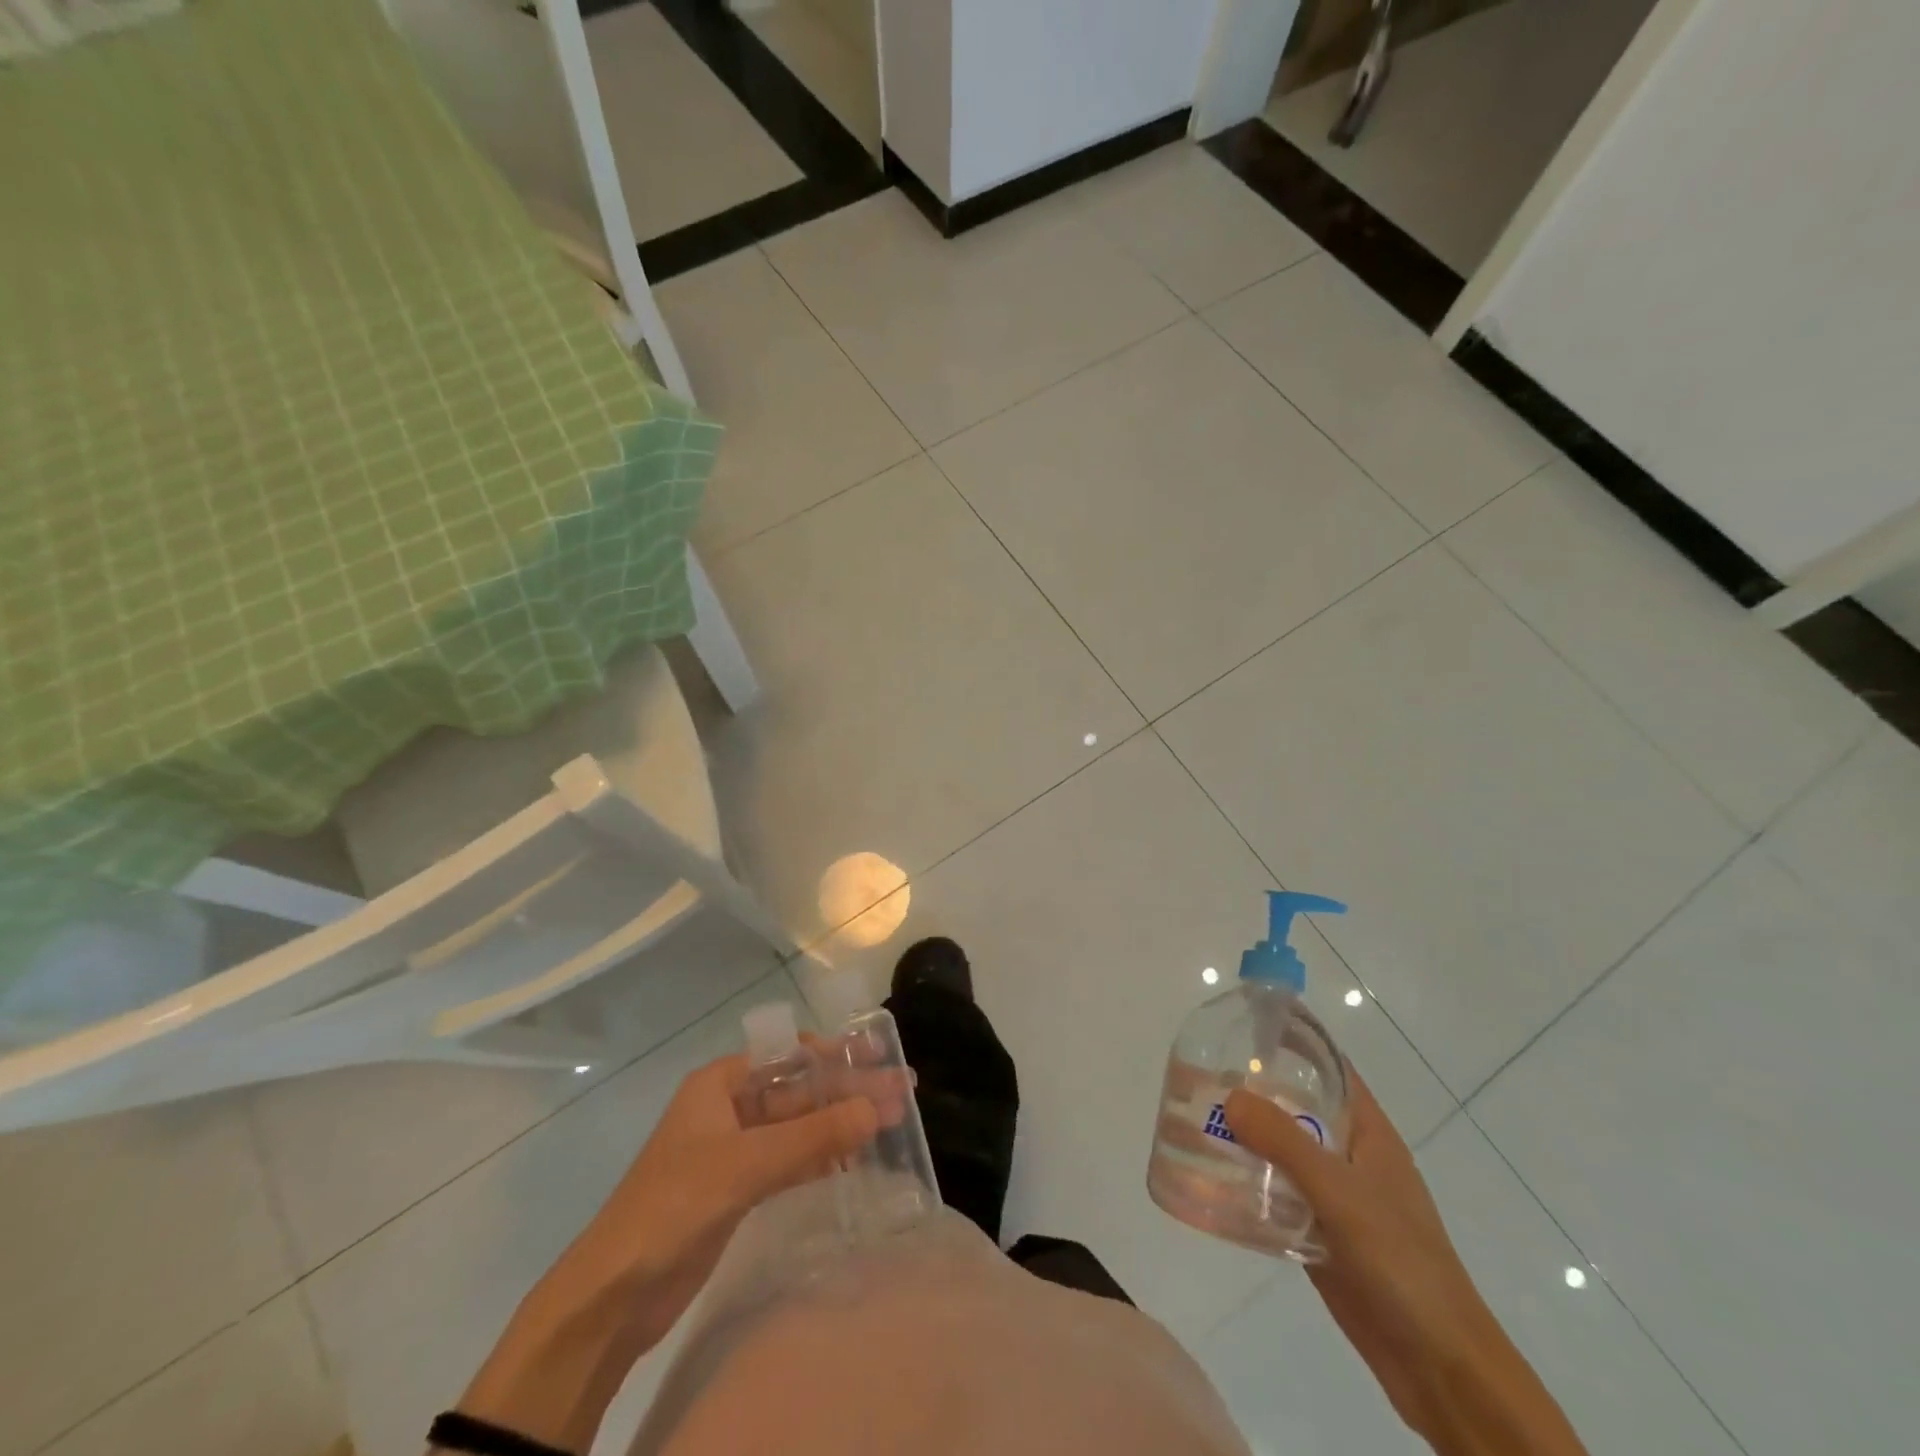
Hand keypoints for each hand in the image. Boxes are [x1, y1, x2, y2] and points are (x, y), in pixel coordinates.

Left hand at [451, 1054, 878, 1452]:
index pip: (789, 1054)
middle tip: (903, 1092)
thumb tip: (877, 1107)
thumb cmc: (673, 1207)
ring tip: (893, 1122)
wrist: (612, 1297)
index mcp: (721, 1083)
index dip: (836, 1053)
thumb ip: (813, 1136)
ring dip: (841, 1124)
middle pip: (800, 1091)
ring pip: (799, 1126)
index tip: (880, 1056)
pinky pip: (791, 1161)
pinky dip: (822, 1157)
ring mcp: (734, 1150)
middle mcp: (730, 1108)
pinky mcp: (738, 1190)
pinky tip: (856, 1159)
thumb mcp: (746, 1164)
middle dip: (848, 1091)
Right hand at [1226, 1075, 1586, 1455]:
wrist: (1439, 1366)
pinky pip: (1275, 1196)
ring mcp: (1334, 1197)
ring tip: (1190, 1123)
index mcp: (1368, 1134)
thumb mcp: (1341, 1193)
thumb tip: (1230, 1095)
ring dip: (1242, 1139)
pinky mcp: (1318, 1234)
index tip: (1242, 1026)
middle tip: (1198, 1078)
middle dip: (1252, 1092)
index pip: (1328, 1068)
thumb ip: (1285, 1143)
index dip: (1292, 1043)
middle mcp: (1349, 1157)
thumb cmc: (1402, 1263)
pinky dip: (1246, 1184)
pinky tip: (1208, 1180)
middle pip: (1296, 1109)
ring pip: (1280, 1153)